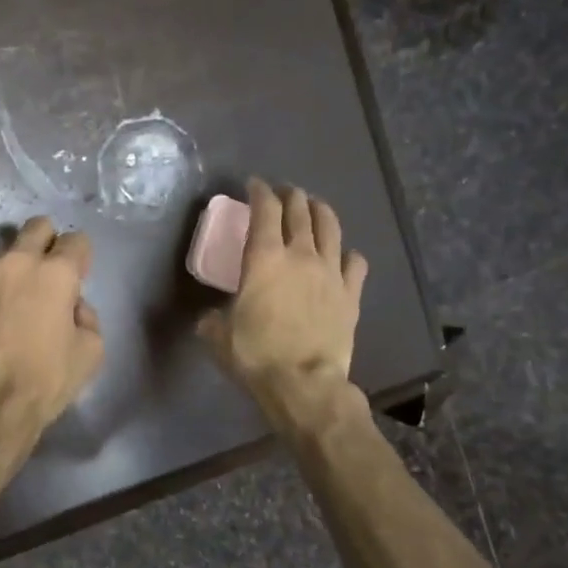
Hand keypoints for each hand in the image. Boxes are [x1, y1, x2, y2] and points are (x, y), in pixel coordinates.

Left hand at [0, 218, 103, 428]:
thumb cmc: (45, 379)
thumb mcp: (91, 352)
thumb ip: (87, 316)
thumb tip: (72, 306)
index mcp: (57, 273)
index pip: (77, 240)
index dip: (81, 258)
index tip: (78, 277)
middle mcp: (19, 261)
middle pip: (38, 227)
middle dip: (47, 242)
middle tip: (47, 273)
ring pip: (6, 252)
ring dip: (15, 268)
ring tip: (13, 301)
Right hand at [198, 180, 367, 418]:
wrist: (303, 383)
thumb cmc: (254, 354)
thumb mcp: (218, 335)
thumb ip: (213, 318)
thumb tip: (211, 318)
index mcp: (264, 258)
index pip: (265, 210)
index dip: (259, 192)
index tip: (254, 185)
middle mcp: (300, 255)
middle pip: (300, 211)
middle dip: (291, 195)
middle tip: (283, 193)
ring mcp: (331, 273)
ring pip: (331, 228)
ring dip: (320, 212)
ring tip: (314, 207)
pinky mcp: (351, 294)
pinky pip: (356, 263)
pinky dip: (348, 253)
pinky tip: (343, 255)